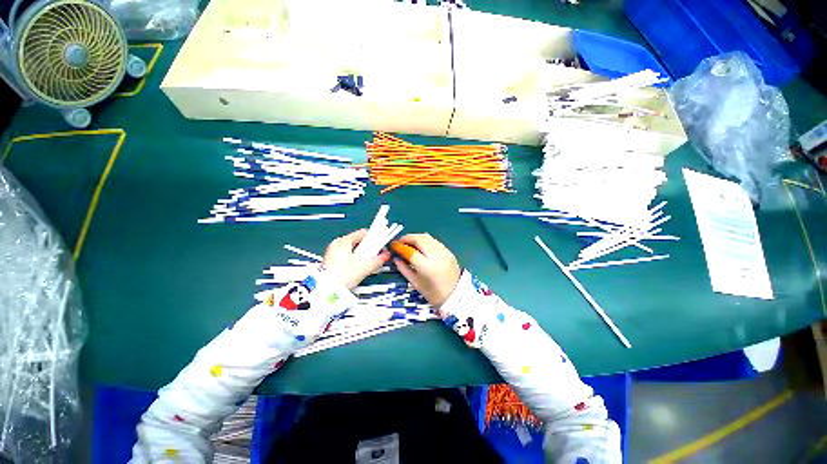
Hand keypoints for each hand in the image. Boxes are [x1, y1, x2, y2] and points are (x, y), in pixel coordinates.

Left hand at [322, 229, 389, 289]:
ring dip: (364, 255)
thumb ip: (377, 260)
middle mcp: (337, 244)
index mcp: (343, 241)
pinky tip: (360, 267)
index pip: (364, 233)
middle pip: (359, 241)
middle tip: (377, 255)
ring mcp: (333, 253)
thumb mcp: (363, 268)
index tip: (382, 244)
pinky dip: (356, 259)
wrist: (324, 292)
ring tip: (369, 263)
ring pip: (354, 249)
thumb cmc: (340, 278)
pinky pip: (348, 255)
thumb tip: (386, 256)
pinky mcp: (332, 261)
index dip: (375, 238)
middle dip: (370, 248)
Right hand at [392, 233, 460, 307]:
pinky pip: (434, 241)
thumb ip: (404, 269)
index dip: (400, 246)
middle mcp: (436, 256)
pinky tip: (420, 245)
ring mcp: (444, 252)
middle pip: (419, 239)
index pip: (410, 251)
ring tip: (409, 242)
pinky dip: (425, 240)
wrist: (456, 296)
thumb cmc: (434, 294)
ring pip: (427, 237)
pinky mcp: (448, 251)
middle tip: (400, 241)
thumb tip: (396, 258)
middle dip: (407, 238)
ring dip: (416, 237)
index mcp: (427, 267)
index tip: (394, 245)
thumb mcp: (415, 283)